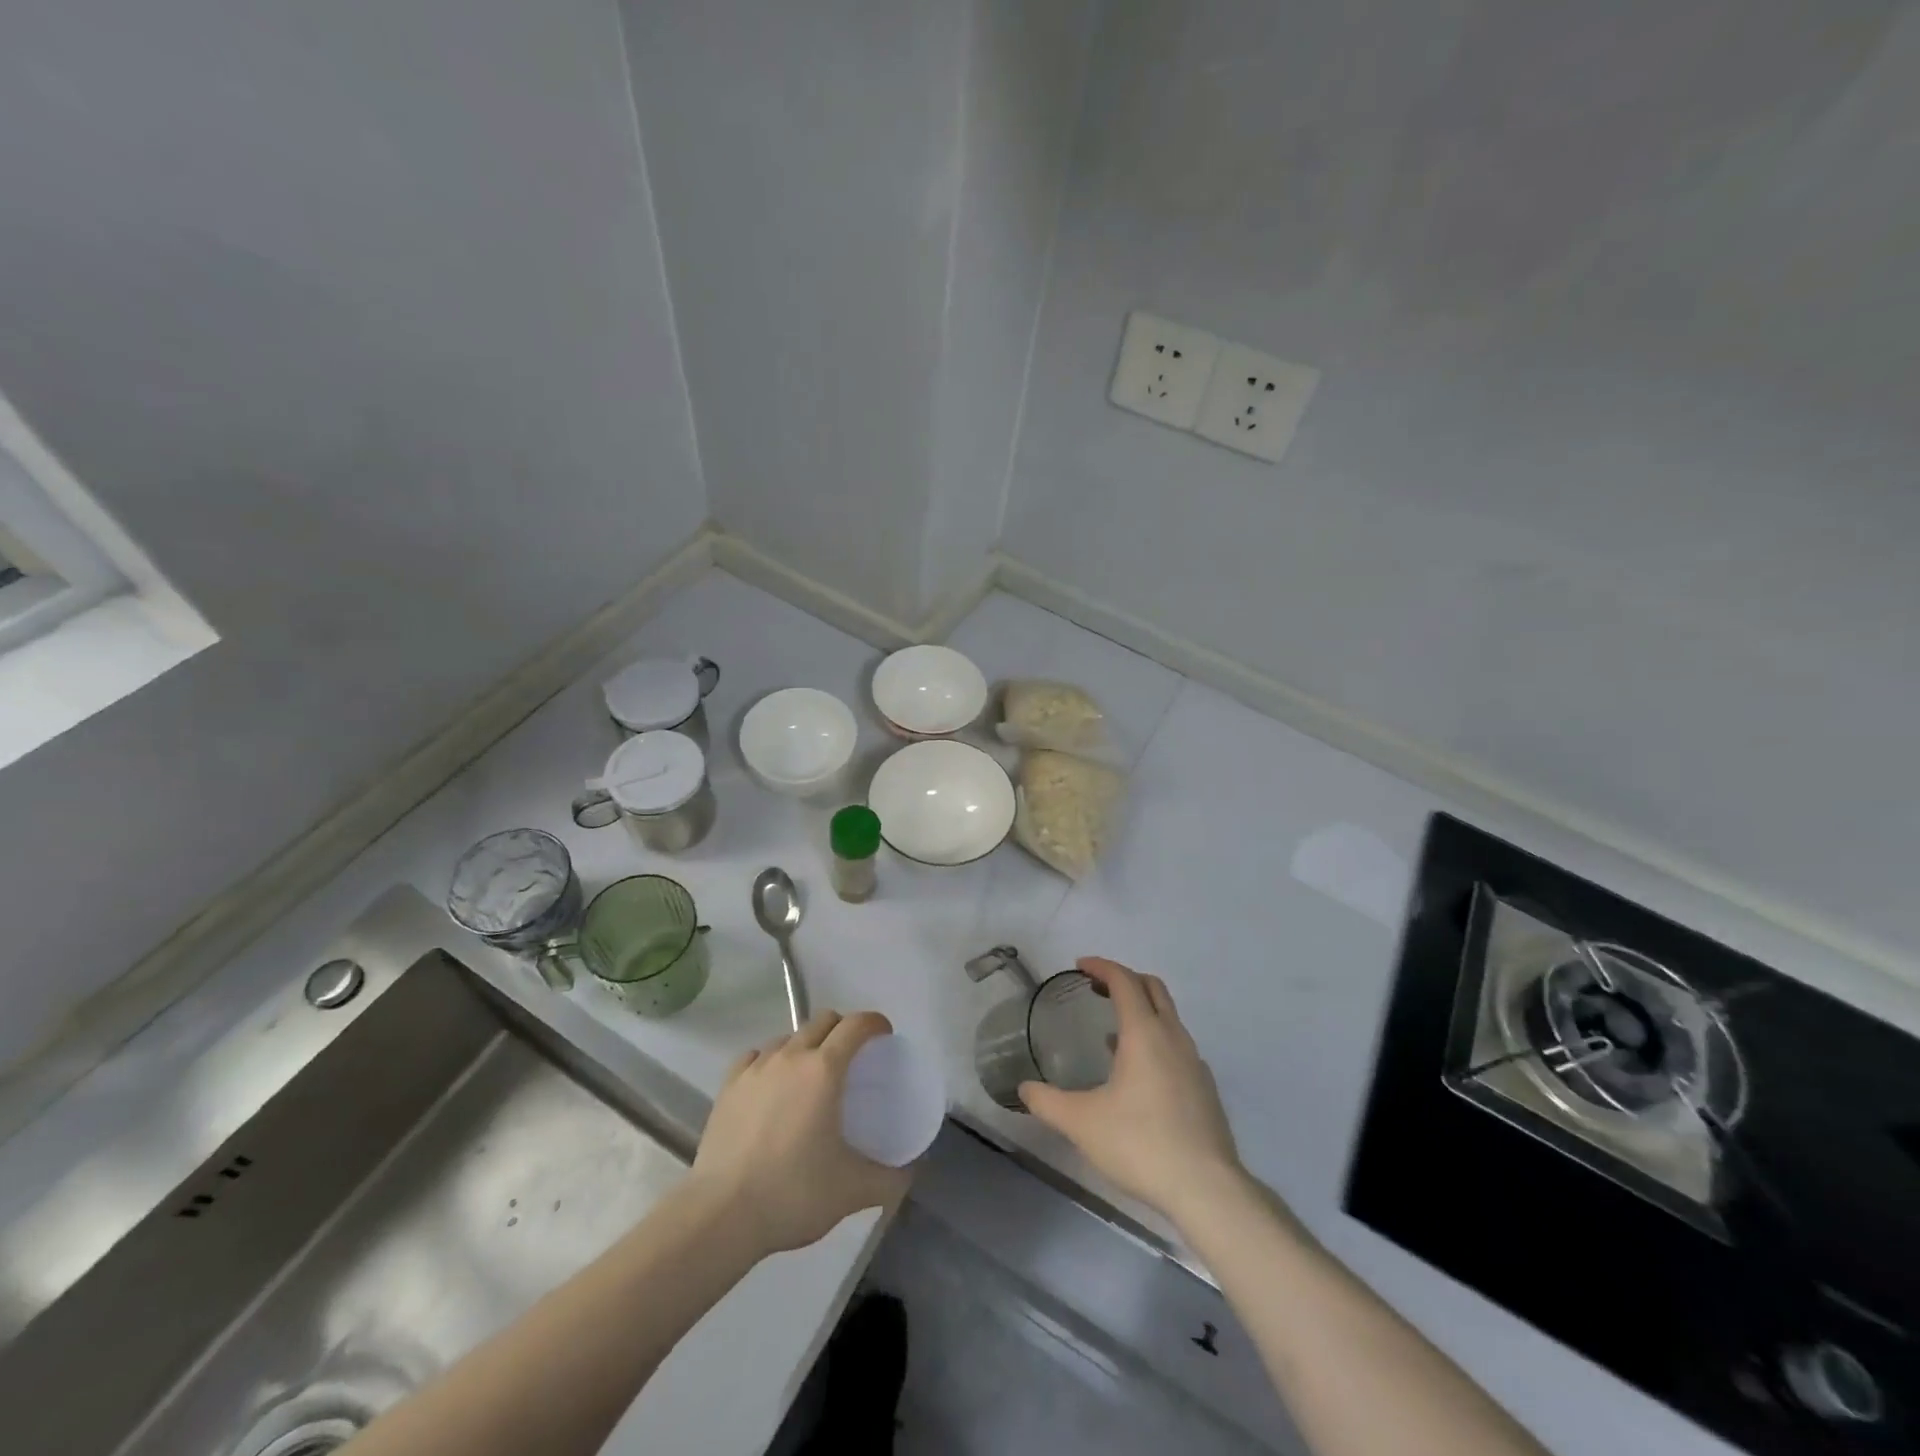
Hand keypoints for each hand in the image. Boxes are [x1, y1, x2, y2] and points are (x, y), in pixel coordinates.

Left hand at [691, 1010, 913, 1258]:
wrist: (721, 1215)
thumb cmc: (794, 1193)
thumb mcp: (853, 1190)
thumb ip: (889, 1179)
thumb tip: (908, 1174)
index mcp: (825, 1069)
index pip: (856, 1025)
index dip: (875, 1023)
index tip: (884, 1037)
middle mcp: (791, 1056)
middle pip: (823, 1021)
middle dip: (843, 1029)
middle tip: (853, 1058)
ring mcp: (756, 1068)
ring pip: (788, 1037)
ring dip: (806, 1045)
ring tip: (811, 1075)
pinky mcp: (728, 1085)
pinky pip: (756, 1056)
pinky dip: (771, 1060)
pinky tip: (772, 1084)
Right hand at [1020, 958, 1242, 1227]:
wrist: (1206, 1188)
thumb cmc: (1140, 1143)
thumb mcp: (1081, 1123)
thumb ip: (1047, 1102)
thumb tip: (1023, 1089)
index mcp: (1144, 1033)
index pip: (1124, 980)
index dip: (1101, 966)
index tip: (1079, 966)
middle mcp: (1173, 1037)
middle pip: (1152, 988)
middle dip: (1124, 979)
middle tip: (1096, 989)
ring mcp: (1194, 1062)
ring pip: (1168, 1017)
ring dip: (1141, 1010)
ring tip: (1111, 1032)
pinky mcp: (1204, 1088)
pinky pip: (1177, 1045)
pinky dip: (1155, 1039)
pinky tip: (1138, 1074)